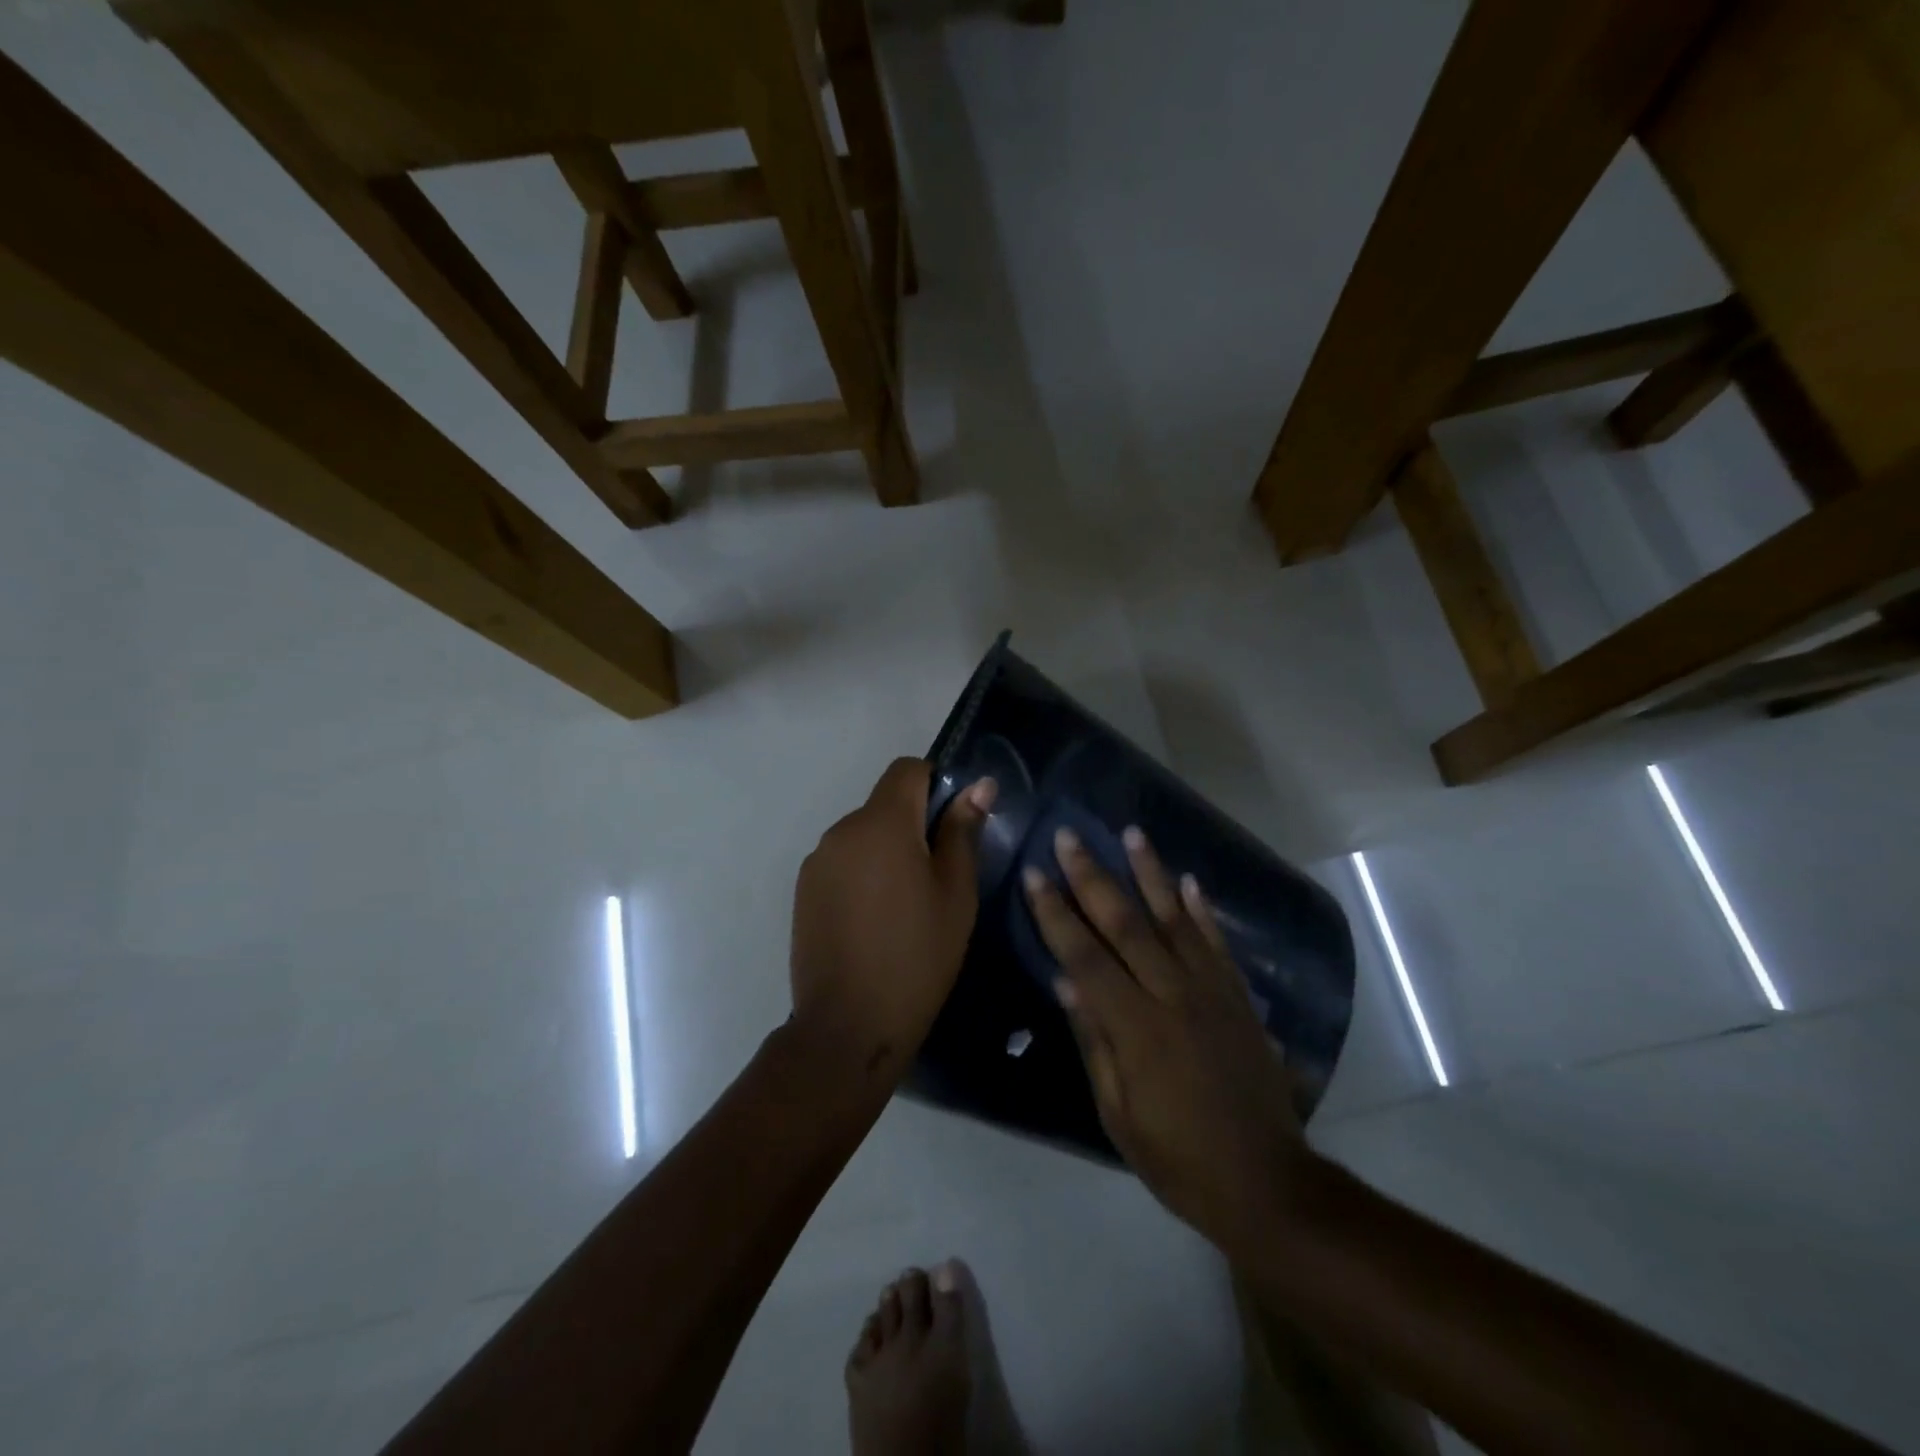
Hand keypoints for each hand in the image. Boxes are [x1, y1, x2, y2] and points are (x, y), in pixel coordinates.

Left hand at [791, 758, 995, 1078]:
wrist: (849, 1025)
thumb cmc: (918, 956)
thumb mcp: (956, 893)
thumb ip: (962, 831)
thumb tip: (979, 785)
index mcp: (882, 823)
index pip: (907, 770)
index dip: (936, 784)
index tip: (953, 825)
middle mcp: (842, 830)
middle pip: (885, 804)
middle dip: (913, 824)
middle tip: (938, 877)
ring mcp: (817, 861)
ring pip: (863, 835)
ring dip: (887, 851)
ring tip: (905, 906)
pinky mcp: (803, 890)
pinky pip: (842, 861)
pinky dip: (863, 873)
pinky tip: (874, 920)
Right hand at [1023, 825, 1309, 1258]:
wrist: (1266, 1183)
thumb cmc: (1178, 1158)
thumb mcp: (1119, 1114)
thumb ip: (1094, 1041)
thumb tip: (1066, 980)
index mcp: (1136, 1028)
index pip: (1085, 956)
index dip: (1056, 914)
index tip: (1035, 874)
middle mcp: (1173, 996)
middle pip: (1126, 924)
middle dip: (1093, 877)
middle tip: (1070, 836)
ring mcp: (1212, 993)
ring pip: (1175, 920)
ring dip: (1151, 873)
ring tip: (1132, 833)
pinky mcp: (1239, 999)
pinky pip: (1217, 944)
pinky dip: (1201, 910)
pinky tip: (1188, 880)